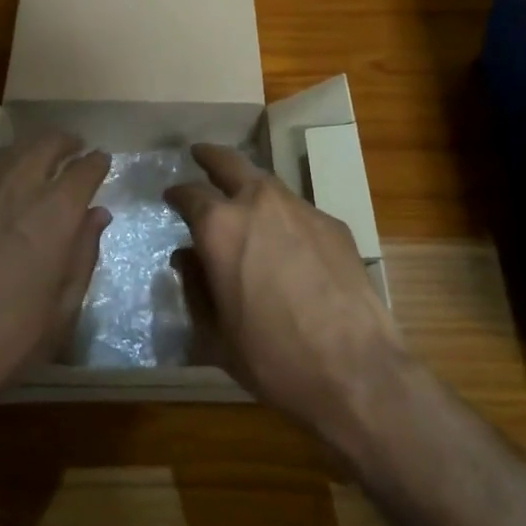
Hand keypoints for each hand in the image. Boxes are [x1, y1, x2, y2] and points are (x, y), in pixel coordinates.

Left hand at [0, 130, 108, 423]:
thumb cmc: (4, 341)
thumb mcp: (61, 310)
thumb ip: (83, 254)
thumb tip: (97, 215)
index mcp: (54, 214)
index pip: (84, 169)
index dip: (96, 162)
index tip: (101, 162)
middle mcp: (17, 188)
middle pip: (46, 143)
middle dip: (65, 142)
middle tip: (73, 148)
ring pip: (11, 152)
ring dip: (31, 151)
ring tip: (38, 161)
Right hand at [165, 144, 405, 440]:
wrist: (354, 370)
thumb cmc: (272, 358)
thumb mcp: (216, 334)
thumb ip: (195, 288)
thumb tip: (186, 258)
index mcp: (220, 227)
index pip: (190, 195)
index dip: (177, 195)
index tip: (171, 196)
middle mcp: (259, 203)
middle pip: (229, 162)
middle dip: (210, 157)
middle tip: (200, 155)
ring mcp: (301, 209)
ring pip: (267, 184)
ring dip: (250, 186)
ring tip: (244, 202)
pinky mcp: (333, 224)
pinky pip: (298, 211)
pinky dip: (284, 218)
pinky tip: (287, 242)